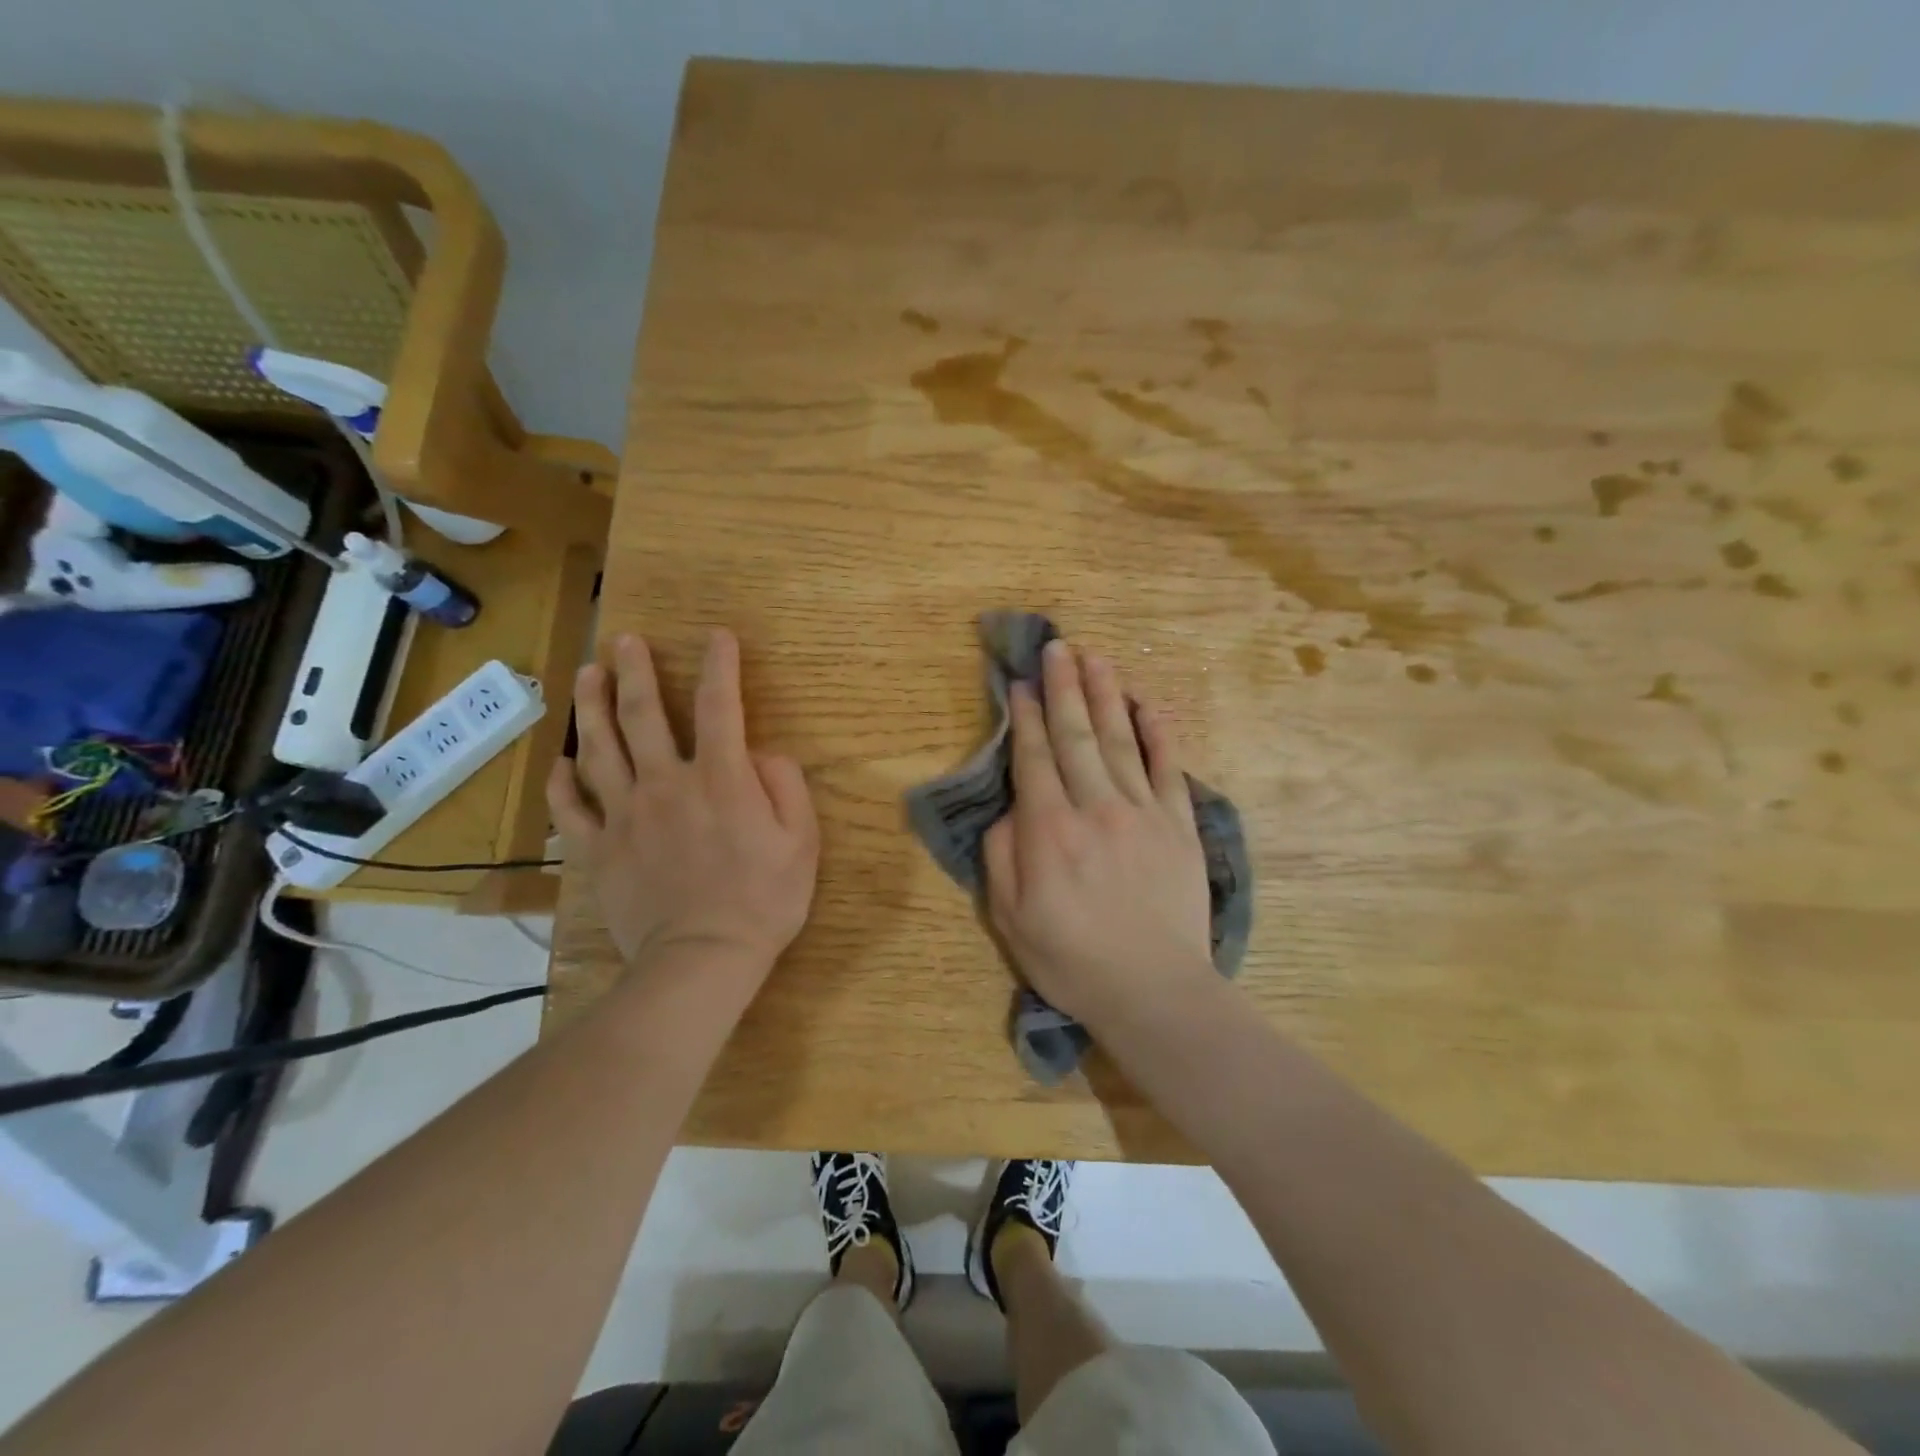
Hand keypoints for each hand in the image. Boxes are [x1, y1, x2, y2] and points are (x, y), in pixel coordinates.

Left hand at [547, 631, 818, 989]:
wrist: (703, 959)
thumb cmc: (764, 900)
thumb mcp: (802, 841)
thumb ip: (785, 786)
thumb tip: (760, 755)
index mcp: (720, 779)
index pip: (720, 706)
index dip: (720, 666)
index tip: (718, 636)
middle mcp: (667, 783)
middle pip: (642, 715)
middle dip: (634, 670)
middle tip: (625, 640)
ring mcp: (626, 815)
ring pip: (599, 749)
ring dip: (592, 706)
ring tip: (587, 674)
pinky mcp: (600, 849)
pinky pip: (572, 808)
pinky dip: (563, 781)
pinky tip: (562, 760)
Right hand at [983, 639, 1216, 1032]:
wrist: (1153, 990)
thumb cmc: (1071, 959)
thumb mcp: (1009, 917)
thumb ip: (1002, 854)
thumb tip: (1011, 808)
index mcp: (1049, 830)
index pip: (1035, 758)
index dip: (1026, 717)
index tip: (1021, 683)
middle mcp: (1095, 807)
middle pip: (1076, 735)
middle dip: (1064, 687)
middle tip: (1058, 647)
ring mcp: (1143, 812)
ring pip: (1119, 740)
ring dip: (1105, 695)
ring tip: (1095, 658)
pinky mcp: (1178, 825)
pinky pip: (1168, 767)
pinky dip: (1158, 732)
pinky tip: (1147, 704)